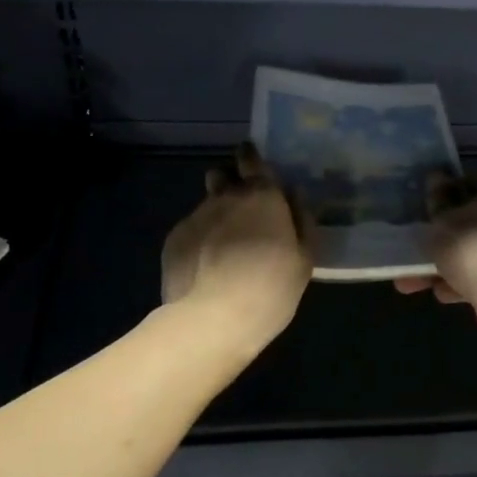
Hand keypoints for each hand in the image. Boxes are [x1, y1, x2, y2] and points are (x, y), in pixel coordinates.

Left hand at [161, 143, 310, 343]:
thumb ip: (301, 221)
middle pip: (222, 176)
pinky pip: (190, 231)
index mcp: (261, 196)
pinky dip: (198, 241)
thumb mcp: (304, 259)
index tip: (251, 162)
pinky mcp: (173, 240)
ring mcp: (195, 216)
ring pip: (205, 205)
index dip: (250, 158)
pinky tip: (204, 267)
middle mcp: (225, 197)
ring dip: (215, 216)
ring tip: (222, 246)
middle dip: (230, 185)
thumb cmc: (271, 287)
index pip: (251, 159)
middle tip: (242, 213)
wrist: (214, 318)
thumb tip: (294, 197)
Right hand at [394, 173, 476, 344]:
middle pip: (471, 220)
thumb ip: (437, 199)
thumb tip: (436, 177)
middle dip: (442, 235)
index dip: (446, 192)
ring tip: (415, 281)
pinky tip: (441, 292)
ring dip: (446, 263)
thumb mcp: (442, 219)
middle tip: (419, 245)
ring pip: (474, 250)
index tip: (427, 207)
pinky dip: (462, 281)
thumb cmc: (472, 246)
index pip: (471, 182)